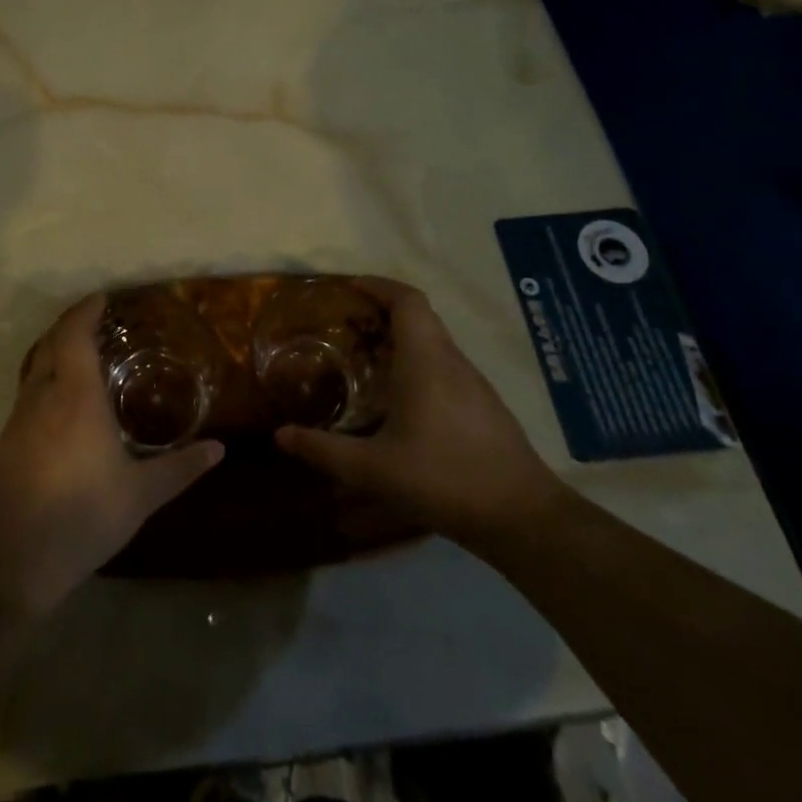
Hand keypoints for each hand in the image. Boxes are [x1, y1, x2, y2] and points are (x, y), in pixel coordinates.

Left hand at [0, 293, 222, 615]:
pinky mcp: (5, 442)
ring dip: (56, 350)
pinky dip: (46, 378)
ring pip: (35, 366)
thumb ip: (180, 468)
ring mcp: (18, 418)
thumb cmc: (82, 517)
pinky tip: (62, 404)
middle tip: (98, 321)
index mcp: (75, 396)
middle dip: (71, 324)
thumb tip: (219, 449)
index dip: (86, 310)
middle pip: (51, 342)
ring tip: (84, 356)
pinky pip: (28, 392)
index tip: (103, 298)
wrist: (11, 561)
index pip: (74, 333)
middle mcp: (42, 396)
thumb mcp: (140, 495)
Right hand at [276, 278, 561, 540]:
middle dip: (381, 310)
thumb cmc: (444, 478)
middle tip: (345, 325)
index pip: (407, 300)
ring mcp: (472, 382)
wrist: (521, 516)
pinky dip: (415, 361)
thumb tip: (280, 436)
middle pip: (418, 315)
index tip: (348, 288)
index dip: (378, 285)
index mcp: (425, 360)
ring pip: (432, 340)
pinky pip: (443, 364)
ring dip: (399, 338)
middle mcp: (450, 360)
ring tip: (364, 359)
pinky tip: (398, 398)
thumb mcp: (374, 469)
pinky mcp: (482, 404)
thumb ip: (324, 450)